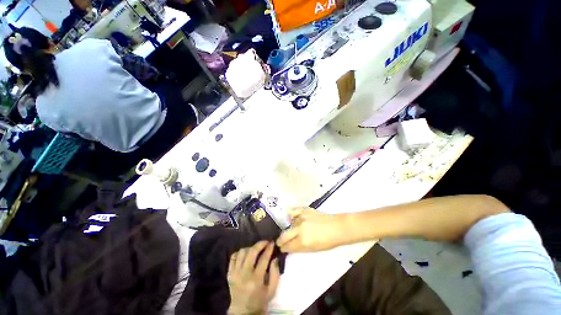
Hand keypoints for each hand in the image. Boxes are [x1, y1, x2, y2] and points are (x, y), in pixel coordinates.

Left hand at [227, 241, 279, 314]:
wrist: (242, 311)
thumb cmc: (259, 301)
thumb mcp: (271, 291)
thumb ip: (275, 273)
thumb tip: (274, 258)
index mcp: (256, 280)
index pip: (263, 259)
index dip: (269, 249)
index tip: (272, 243)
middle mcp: (244, 274)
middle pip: (251, 252)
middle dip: (260, 244)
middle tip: (265, 242)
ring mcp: (235, 273)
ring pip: (242, 252)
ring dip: (250, 248)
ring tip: (256, 249)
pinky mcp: (229, 273)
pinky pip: (233, 257)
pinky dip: (240, 253)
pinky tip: (246, 254)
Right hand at [276, 207, 345, 252]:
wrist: (336, 227)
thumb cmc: (327, 242)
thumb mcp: (312, 250)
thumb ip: (299, 248)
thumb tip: (289, 247)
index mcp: (302, 241)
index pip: (287, 246)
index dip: (283, 248)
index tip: (282, 248)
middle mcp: (299, 229)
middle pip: (283, 236)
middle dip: (280, 240)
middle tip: (280, 242)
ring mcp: (301, 218)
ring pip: (288, 224)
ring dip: (288, 229)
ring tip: (291, 231)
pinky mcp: (303, 210)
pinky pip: (292, 211)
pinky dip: (290, 215)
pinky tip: (289, 217)